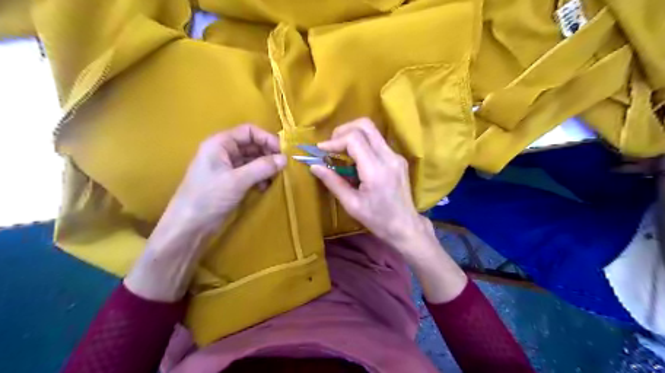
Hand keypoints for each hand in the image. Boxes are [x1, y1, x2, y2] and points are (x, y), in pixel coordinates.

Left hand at [165, 125, 287, 235]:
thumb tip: (285, 159)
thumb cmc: (209, 197)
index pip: (248, 131)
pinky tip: (265, 187)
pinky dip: (260, 177)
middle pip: (252, 145)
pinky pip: (250, 173)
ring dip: (266, 167)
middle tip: (283, 166)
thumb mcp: (237, 180)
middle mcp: (223, 151)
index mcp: (220, 143)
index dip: (267, 138)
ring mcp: (227, 167)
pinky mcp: (230, 181)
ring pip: (252, 160)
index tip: (283, 152)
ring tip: (276, 178)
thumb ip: (262, 167)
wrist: (189, 226)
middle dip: (268, 154)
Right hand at [312, 119, 431, 250]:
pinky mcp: (398, 158)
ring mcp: (396, 155)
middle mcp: (389, 156)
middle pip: (366, 125)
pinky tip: (354, 158)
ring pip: (373, 131)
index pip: (354, 139)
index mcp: (376, 169)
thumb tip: (314, 166)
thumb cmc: (378, 220)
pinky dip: (362, 143)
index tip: (321, 150)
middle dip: (344, 130)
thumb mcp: (351, 204)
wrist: (405, 226)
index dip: (334, 140)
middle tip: (331, 145)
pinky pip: (377, 141)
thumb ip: (333, 182)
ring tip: (340, 151)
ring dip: (353, 134)